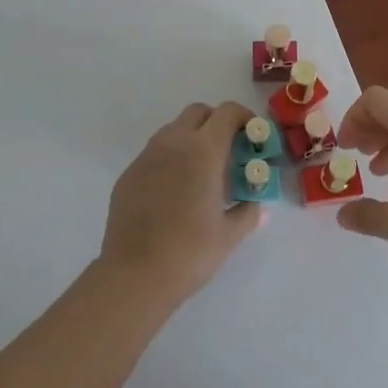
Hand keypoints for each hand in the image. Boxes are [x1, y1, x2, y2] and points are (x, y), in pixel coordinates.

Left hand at [99, 102, 262, 304]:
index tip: (253, 136)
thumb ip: (248, 213)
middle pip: (198, 112)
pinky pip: (155, 153)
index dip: (244, 117)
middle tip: (229, 151)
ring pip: (174, 130)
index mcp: (203, 150)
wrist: (134, 274)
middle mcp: (174, 142)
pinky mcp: (129, 172)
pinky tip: (174, 192)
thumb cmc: (189, 252)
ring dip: (191, 138)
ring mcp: (147, 155)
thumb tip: (258, 206)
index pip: (227, 113)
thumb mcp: (228, 236)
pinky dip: (170, 159)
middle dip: (216, 122)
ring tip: (201, 172)